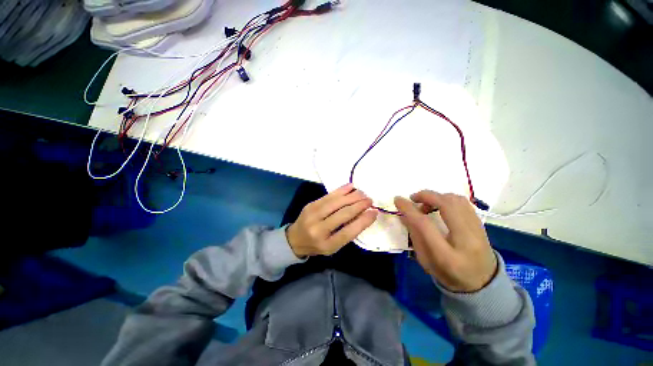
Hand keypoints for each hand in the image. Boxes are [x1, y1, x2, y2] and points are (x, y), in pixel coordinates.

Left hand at [287, 183, 377, 256]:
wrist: (295, 239)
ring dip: (351, 196)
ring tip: (362, 193)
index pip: (349, 231)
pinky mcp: (310, 205)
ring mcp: (312, 215)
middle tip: (370, 200)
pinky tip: (350, 187)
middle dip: (359, 205)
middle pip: (343, 214)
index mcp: (327, 244)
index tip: (374, 212)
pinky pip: (328, 196)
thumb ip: (347, 232)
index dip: (363, 221)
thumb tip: (363, 215)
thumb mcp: (333, 245)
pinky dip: (341, 190)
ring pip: (336, 202)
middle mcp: (319, 230)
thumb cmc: (318, 245)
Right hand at [394, 191, 496, 292]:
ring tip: (426, 203)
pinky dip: (447, 199)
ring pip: (456, 200)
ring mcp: (478, 231)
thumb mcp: (425, 261)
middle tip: (413, 198)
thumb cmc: (449, 275)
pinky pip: (464, 203)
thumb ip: (414, 237)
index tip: (398, 200)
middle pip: (446, 206)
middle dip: (426, 196)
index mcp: (446, 256)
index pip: (425, 225)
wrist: (483, 283)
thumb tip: (404, 215)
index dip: (409, 209)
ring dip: (437, 196)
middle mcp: (466, 240)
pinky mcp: (482, 225)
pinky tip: (439, 205)